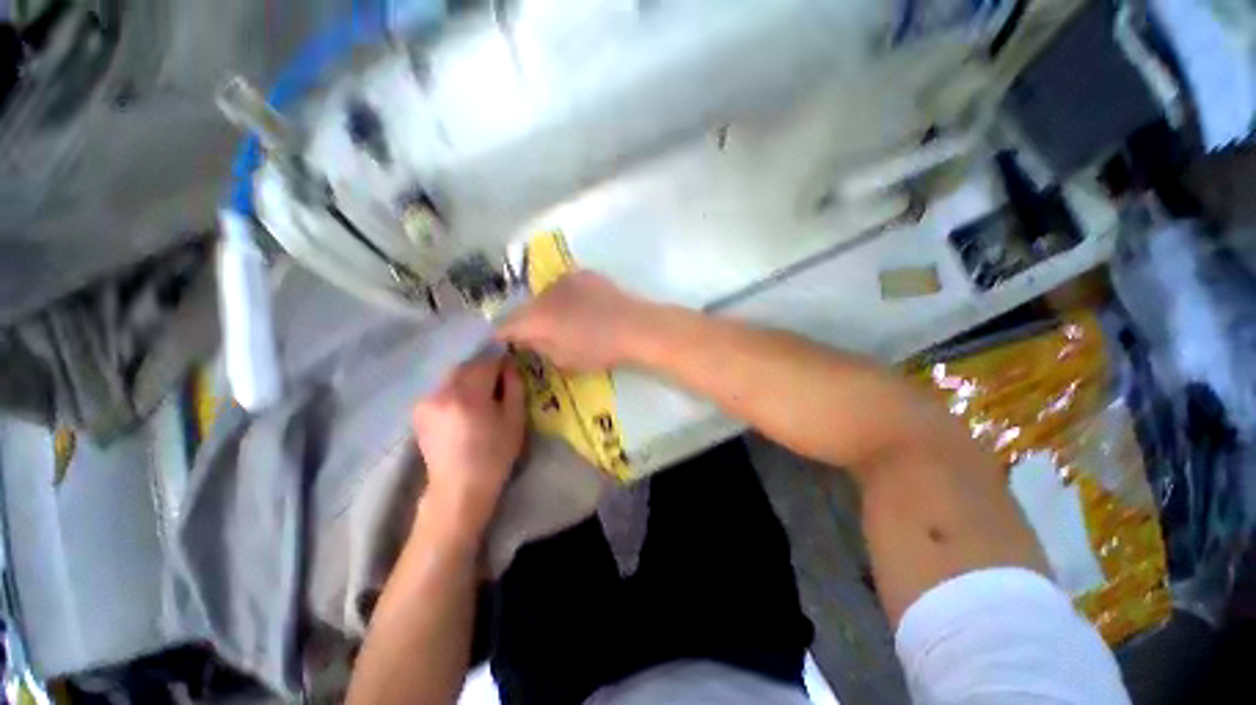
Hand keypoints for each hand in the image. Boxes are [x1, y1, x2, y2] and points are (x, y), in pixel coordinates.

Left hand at [412, 355, 525, 536]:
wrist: (459, 488)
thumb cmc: (494, 455)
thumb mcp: (515, 419)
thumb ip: (514, 386)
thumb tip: (510, 365)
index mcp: (468, 395)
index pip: (486, 363)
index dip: (501, 364)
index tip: (511, 373)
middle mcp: (442, 392)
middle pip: (467, 366)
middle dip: (484, 370)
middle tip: (498, 385)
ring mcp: (426, 401)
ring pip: (453, 376)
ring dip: (469, 379)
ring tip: (481, 397)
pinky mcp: (419, 410)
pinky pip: (442, 388)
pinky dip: (455, 389)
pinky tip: (463, 407)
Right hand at [498, 271, 651, 371]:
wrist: (635, 326)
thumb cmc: (599, 349)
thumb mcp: (564, 360)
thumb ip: (539, 347)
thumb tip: (527, 339)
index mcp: (536, 317)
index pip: (505, 325)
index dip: (502, 335)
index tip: (504, 343)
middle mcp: (545, 292)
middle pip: (526, 308)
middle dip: (528, 322)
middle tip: (540, 336)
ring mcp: (565, 279)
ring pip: (546, 295)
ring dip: (549, 308)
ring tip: (567, 321)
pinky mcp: (584, 274)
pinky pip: (566, 287)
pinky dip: (567, 298)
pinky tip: (584, 308)